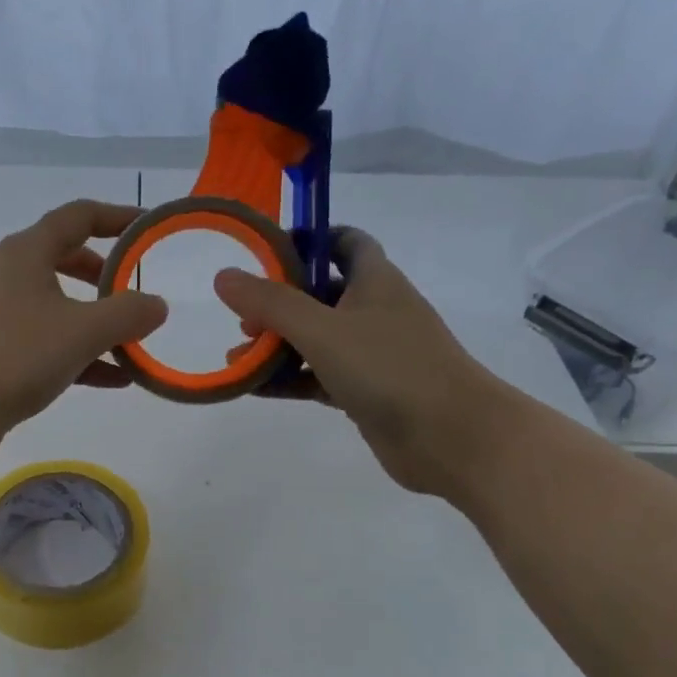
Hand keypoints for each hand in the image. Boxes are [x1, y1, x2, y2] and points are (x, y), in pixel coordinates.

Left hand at [0, 200, 168, 462]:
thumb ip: (128, 314)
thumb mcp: (82, 331)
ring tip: (136, 345)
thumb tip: (157, 304)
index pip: (79, 216)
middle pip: (67, 260)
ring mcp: (1, 315)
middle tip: (137, 292)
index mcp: (27, 252)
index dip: (118, 217)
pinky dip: (82, 356)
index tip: (150, 229)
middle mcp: (12, 275)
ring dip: (99, 324)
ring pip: (61, 308)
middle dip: (107, 276)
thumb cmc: (13, 354)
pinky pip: (50, 345)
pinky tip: (116, 379)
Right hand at [214, 228, 513, 495]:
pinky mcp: (366, 391)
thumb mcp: (322, 329)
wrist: (452, 437)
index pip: (343, 242)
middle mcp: (375, 311)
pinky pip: (319, 376)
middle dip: (278, 304)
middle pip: (320, 294)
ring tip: (237, 359)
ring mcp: (372, 354)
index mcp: (374, 281)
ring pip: (316, 340)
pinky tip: (256, 388)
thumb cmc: (390, 368)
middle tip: (242, 320)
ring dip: (278, 346)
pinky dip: (290, 379)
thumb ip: (271, 303)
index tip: (267, 251)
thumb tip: (224, 276)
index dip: (308, 240)